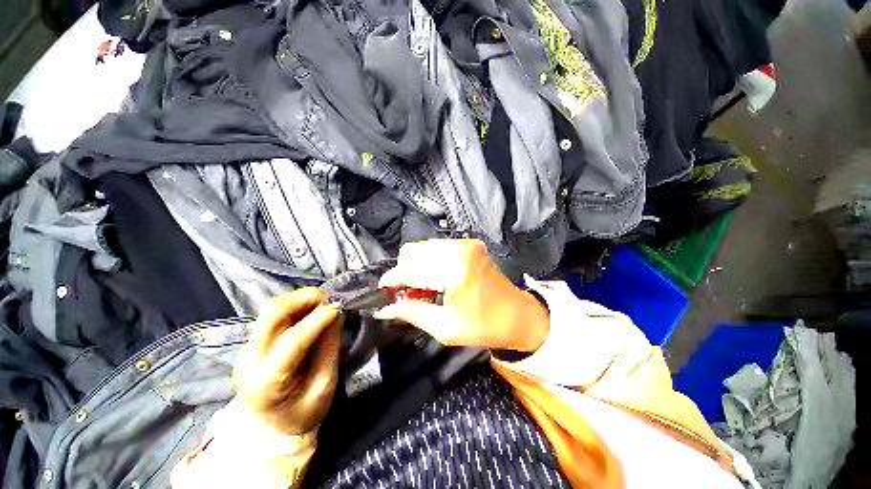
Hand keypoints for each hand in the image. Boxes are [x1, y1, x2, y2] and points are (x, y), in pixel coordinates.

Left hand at [234, 288, 342, 435]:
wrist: (270, 430)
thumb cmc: (303, 414)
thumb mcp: (325, 386)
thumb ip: (330, 347)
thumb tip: (338, 313)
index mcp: (267, 382)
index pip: (292, 340)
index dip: (319, 318)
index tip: (341, 306)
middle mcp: (249, 360)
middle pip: (273, 313)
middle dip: (306, 298)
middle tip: (332, 298)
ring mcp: (246, 349)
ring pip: (272, 308)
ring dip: (302, 299)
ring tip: (325, 302)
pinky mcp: (251, 343)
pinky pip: (274, 314)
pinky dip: (297, 305)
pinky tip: (312, 310)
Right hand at [374, 239, 548, 351]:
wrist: (519, 315)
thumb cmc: (485, 326)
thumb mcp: (446, 328)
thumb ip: (412, 313)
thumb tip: (384, 309)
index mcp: (455, 272)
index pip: (410, 270)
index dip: (392, 280)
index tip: (382, 290)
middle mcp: (459, 250)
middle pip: (413, 250)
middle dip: (403, 271)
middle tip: (405, 291)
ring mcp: (466, 243)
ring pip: (424, 246)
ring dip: (416, 264)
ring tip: (422, 286)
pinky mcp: (470, 243)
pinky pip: (438, 246)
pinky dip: (430, 260)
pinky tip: (436, 277)